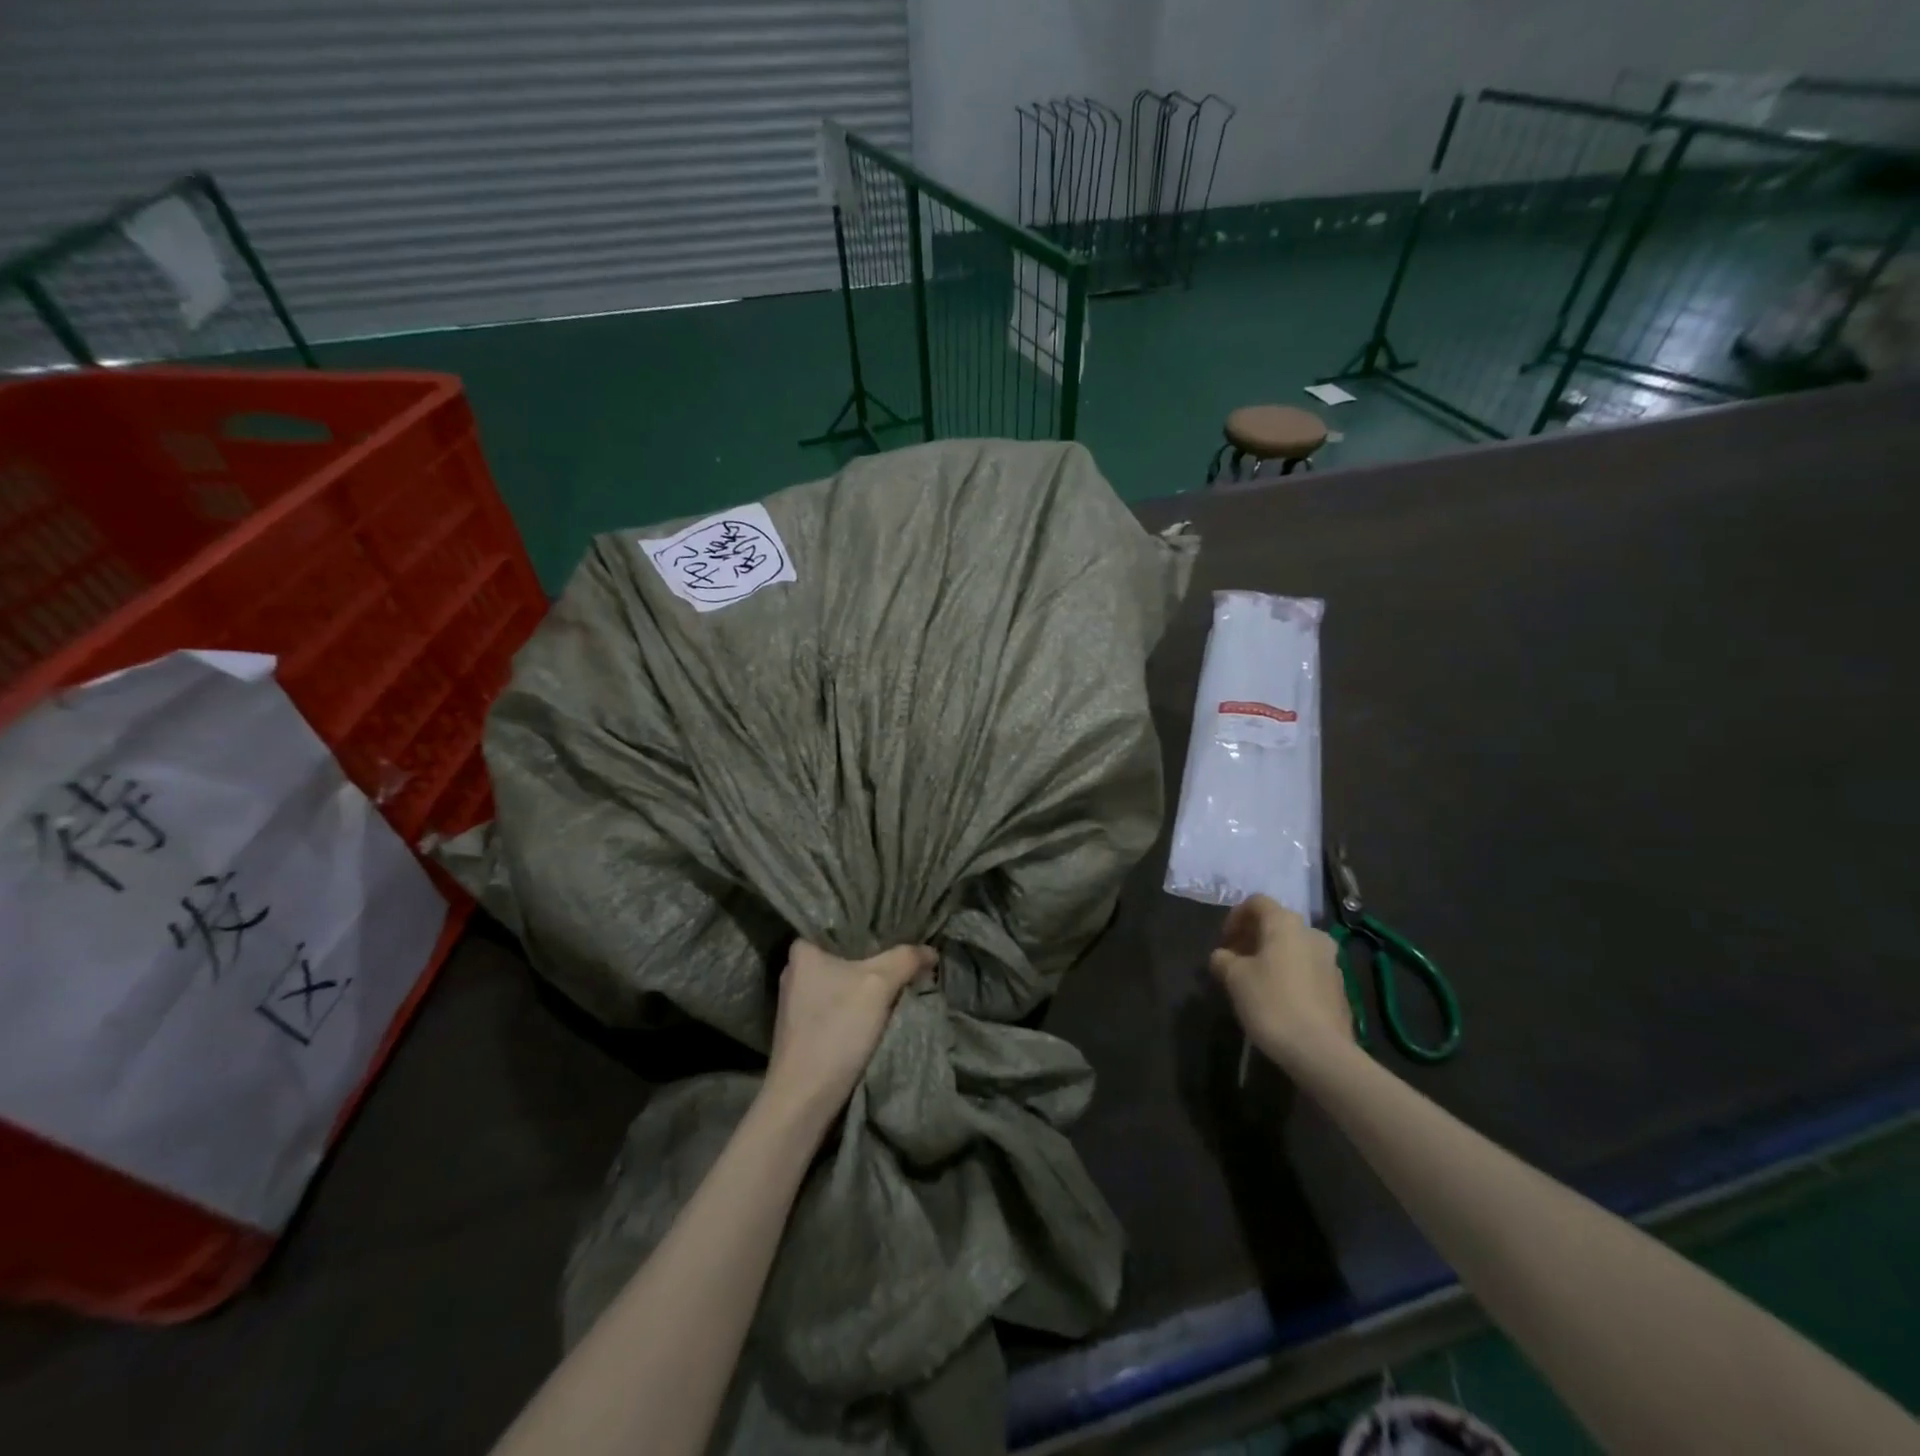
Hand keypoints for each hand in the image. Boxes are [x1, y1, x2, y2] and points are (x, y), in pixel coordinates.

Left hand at [763, 940, 935, 1130]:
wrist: (804, 1100)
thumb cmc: (836, 1030)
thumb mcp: (879, 984)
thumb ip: (906, 959)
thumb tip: (931, 951)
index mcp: (802, 950)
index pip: (841, 923)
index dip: (872, 923)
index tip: (899, 924)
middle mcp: (795, 971)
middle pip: (845, 953)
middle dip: (875, 954)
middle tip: (907, 949)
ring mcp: (798, 1003)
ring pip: (844, 979)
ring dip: (869, 981)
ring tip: (901, 974)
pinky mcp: (805, 1029)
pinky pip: (840, 1002)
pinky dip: (860, 1002)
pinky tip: (882, 1005)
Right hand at [1209, 895, 1352, 1070]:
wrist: (1321, 1052)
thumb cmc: (1272, 1003)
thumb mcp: (1234, 978)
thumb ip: (1223, 959)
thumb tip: (1222, 956)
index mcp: (1286, 924)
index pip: (1257, 902)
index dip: (1235, 917)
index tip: (1224, 942)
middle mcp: (1313, 934)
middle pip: (1277, 925)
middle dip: (1253, 939)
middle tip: (1235, 962)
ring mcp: (1331, 962)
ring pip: (1294, 948)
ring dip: (1272, 958)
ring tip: (1254, 982)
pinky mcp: (1340, 989)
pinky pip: (1307, 970)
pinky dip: (1289, 975)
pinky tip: (1277, 1000)